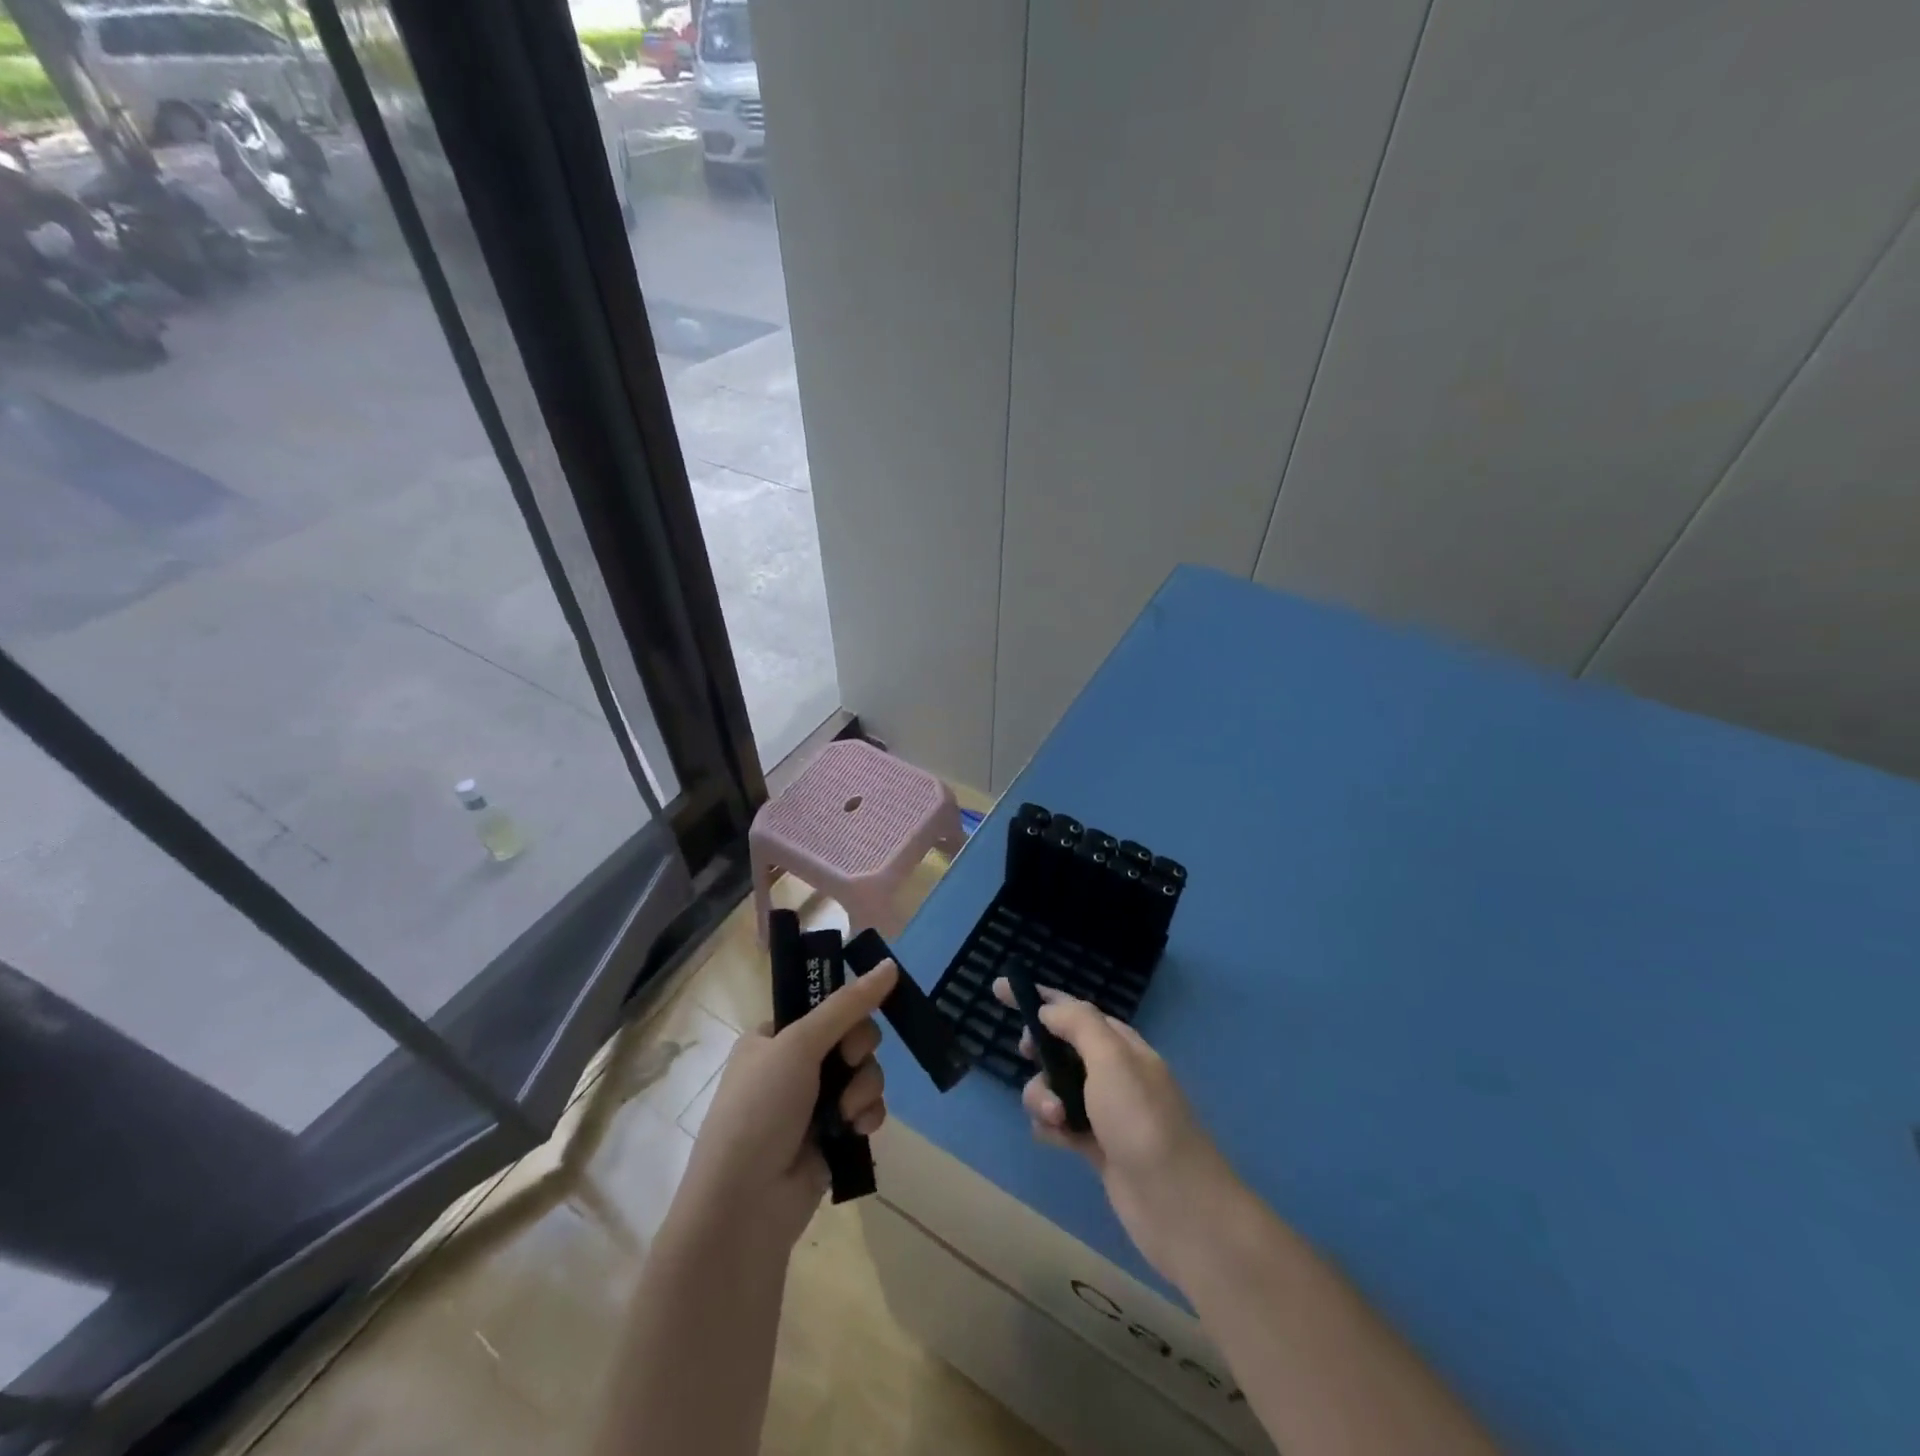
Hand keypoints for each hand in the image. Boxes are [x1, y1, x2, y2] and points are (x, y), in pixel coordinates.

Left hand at [678, 960, 898, 1249]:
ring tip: (849, 1111)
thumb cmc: (761, 1109)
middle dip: (858, 1051)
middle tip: (850, 1061)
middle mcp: (792, 1067)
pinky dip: (867, 1115)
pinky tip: (857, 1130)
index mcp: (772, 1038)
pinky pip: (866, 1109)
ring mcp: (812, 1104)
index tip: (852, 1019)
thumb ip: (848, 1005)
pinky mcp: (832, 1137)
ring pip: (863, 1073)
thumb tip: (890, 963)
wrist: (745, 1205)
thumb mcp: (799, 1044)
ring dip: (864, 1087)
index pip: (823, 1007)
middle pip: (850, 1037)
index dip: (845, 1011)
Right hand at [993, 976, 1240, 1286]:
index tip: (998, 989)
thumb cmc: (1141, 1120)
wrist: (1177, 1204)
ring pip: (1054, 1087)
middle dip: (1038, 1050)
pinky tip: (1054, 1138)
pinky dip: (1050, 1126)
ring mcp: (1105, 1111)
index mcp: (1121, 1044)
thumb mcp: (1111, 1059)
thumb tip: (1049, 1009)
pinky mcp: (1097, 1147)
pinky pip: (1059, 1123)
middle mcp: (1113, 1072)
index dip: (1039, 998)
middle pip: (1060, 1047)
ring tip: (1055, 1117)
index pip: (1074, 1009)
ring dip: (1042, 1096)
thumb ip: (1079, 1024)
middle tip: (1026, 1055)